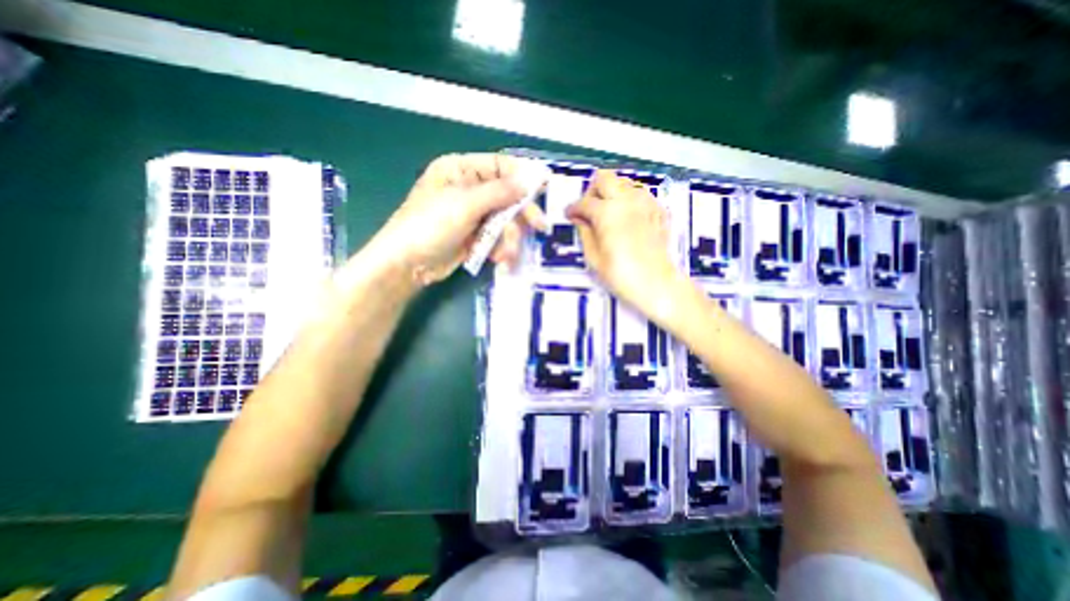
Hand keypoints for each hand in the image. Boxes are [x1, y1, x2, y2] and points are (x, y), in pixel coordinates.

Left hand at [373, 155, 546, 286]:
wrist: (407, 265)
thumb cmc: (430, 226)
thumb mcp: (465, 205)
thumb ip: (500, 192)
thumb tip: (531, 179)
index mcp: (461, 170)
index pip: (500, 166)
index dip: (523, 176)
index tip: (545, 188)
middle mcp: (469, 189)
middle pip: (506, 196)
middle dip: (521, 214)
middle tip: (539, 227)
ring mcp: (472, 214)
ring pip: (505, 221)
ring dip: (510, 239)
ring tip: (506, 255)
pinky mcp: (474, 236)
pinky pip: (497, 237)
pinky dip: (501, 248)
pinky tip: (498, 260)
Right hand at [567, 172, 684, 320]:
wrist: (656, 284)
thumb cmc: (620, 275)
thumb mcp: (593, 257)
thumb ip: (584, 232)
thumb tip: (578, 219)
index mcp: (607, 212)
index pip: (584, 202)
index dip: (573, 209)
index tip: (569, 215)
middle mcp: (626, 200)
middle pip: (604, 178)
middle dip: (592, 191)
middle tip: (589, 210)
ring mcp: (645, 203)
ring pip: (624, 183)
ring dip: (612, 193)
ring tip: (608, 213)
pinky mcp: (658, 210)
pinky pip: (640, 195)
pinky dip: (629, 200)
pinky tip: (627, 218)